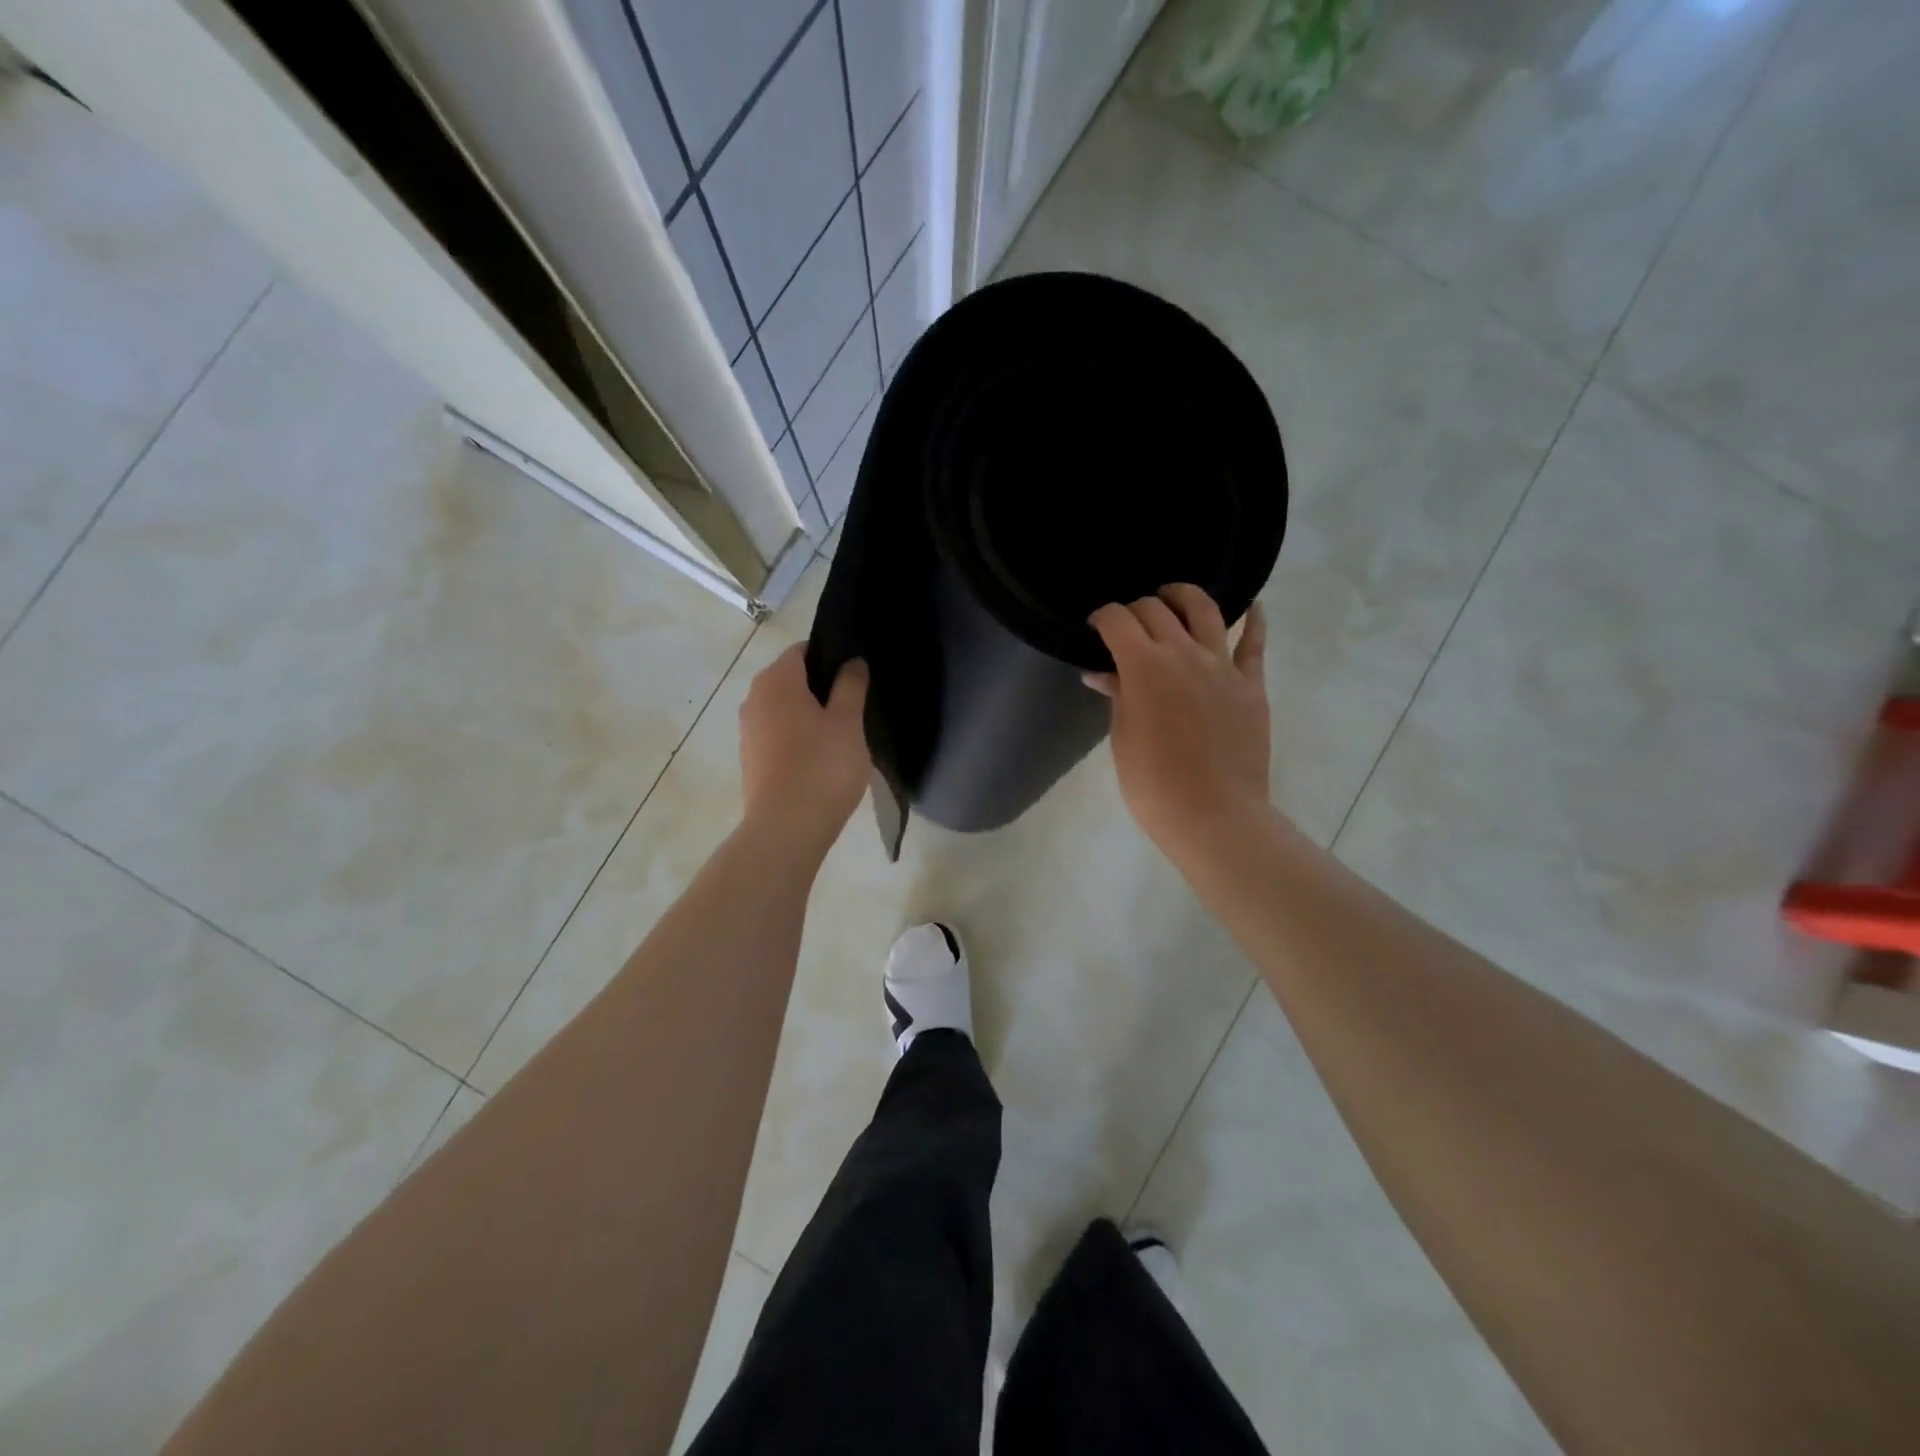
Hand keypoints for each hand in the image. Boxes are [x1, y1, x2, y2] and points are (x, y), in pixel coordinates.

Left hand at [738, 645, 869, 862]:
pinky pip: (779, 736)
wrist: (787, 829)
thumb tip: (852, 662)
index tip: (856, 675)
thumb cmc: (822, 767)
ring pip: (785, 710)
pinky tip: (823, 759)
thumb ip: (851, 686)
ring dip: (810, 715)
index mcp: (777, 681)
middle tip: (856, 705)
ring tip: (843, 734)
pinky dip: (798, 738)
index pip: (803, 650)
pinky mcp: (751, 760)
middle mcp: (754, 699)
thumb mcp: (848, 722)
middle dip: (822, 687)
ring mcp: (749, 731)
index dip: (831, 656)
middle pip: (792, 679)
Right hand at [1087, 586, 1270, 869]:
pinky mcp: (1251, 684)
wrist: (1214, 816)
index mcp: (1143, 667)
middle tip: (1127, 625)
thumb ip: (1118, 697)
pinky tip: (1251, 605)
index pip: (1117, 621)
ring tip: (1173, 598)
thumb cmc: (1153, 785)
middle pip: (1155, 609)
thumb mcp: (1123, 738)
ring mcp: (1222, 665)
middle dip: (1135, 609)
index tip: (1096, 626)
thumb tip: (1103, 674)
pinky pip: (1254, 642)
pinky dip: (1253, 619)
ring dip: (1183, 596)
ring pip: (1204, 609)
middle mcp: (1183, 653)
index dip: (1102, 617)